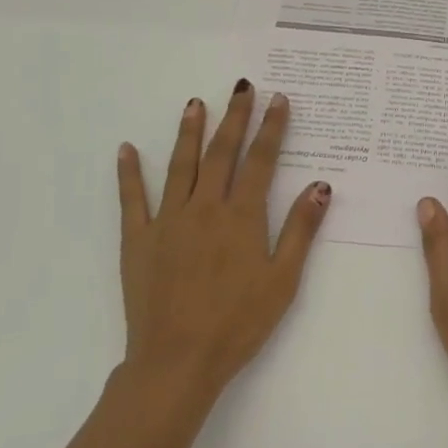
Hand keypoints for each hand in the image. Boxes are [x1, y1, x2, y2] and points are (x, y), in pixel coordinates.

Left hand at [116, 81, 330, 414]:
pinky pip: (132, 199)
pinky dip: (129, 172)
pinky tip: (127, 148)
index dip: (271, 128)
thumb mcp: (283, 280)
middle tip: (242, 87)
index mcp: (242, 217)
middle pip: (221, 153)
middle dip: (234, 117)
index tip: (278, 99)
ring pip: (180, 165)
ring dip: (189, 132)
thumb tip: (320, 186)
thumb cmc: (238, 323)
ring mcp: (167, 221)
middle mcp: (205, 208)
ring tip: (195, 103)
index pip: (261, 161)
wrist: (177, 361)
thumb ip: (300, 229)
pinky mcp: (138, 240)